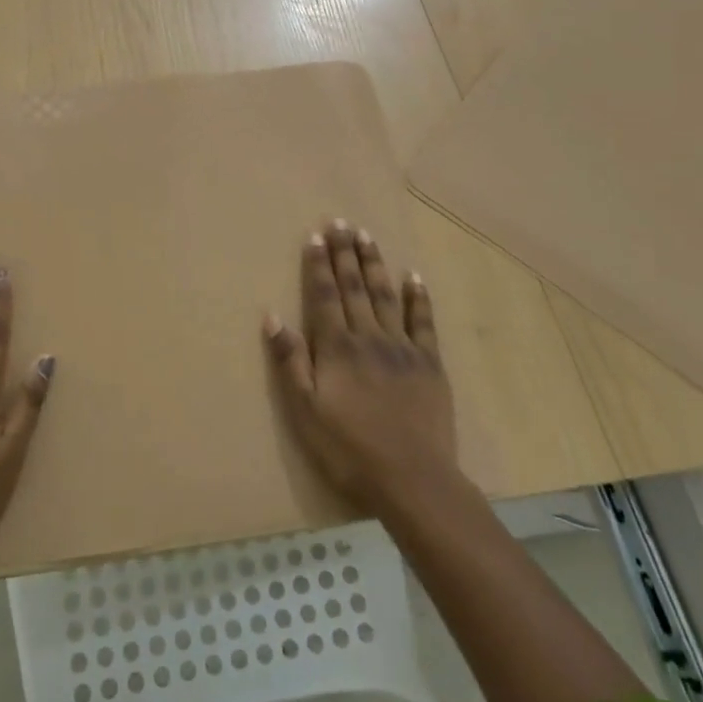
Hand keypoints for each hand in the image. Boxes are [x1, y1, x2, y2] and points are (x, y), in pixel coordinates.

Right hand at [264, 219, 456, 519]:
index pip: (324, 296)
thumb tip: (272, 317)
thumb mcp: (305, 411)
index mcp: (337, 348)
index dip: (318, 265)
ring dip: (375, 264)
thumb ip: (290, 361)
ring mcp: (403, 348)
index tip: (316, 236)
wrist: (412, 479)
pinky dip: (417, 297)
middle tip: (342, 222)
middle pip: (355, 287)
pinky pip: (423, 322)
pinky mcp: (430, 363)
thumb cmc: (349, 449)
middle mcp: (369, 337)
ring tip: (368, 237)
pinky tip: (413, 276)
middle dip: (346, 254)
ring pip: (386, 296)